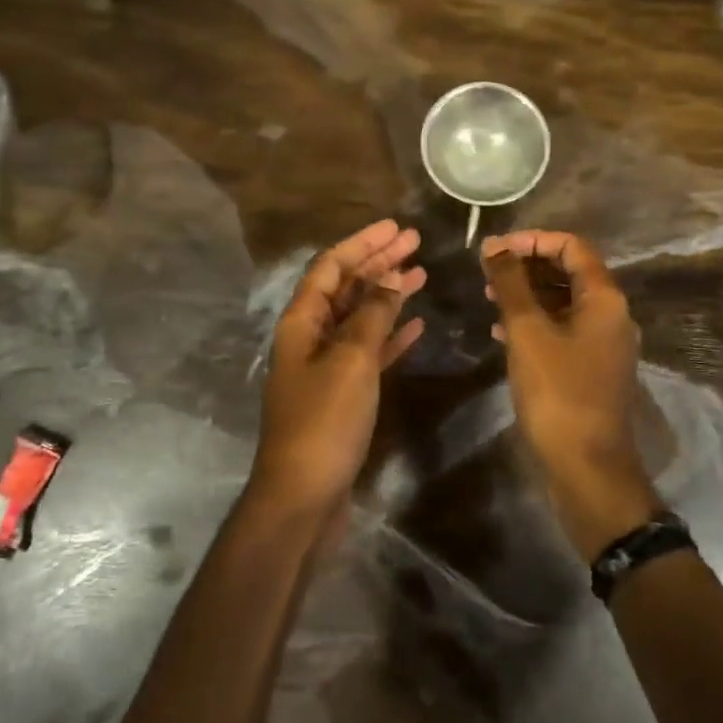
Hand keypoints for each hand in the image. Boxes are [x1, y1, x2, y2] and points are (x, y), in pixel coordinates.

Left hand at [251, 219, 426, 520]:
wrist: (304, 495)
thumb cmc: (325, 421)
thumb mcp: (351, 360)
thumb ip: (371, 316)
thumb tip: (389, 279)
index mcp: (301, 321)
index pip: (331, 266)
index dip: (362, 243)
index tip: (396, 227)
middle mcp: (310, 336)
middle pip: (345, 286)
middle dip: (378, 262)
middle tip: (415, 241)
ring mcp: (326, 365)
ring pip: (359, 317)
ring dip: (387, 294)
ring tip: (421, 273)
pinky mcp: (342, 392)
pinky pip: (369, 350)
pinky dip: (390, 334)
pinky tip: (416, 323)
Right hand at [482, 230, 660, 561]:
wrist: (586, 466)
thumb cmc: (557, 391)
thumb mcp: (528, 332)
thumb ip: (511, 284)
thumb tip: (494, 247)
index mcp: (604, 298)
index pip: (571, 246)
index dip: (532, 240)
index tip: (495, 250)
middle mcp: (611, 314)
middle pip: (568, 272)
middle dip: (526, 266)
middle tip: (487, 274)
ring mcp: (602, 343)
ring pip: (563, 302)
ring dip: (527, 294)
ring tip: (489, 298)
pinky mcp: (590, 368)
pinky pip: (562, 330)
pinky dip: (534, 323)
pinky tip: (502, 332)